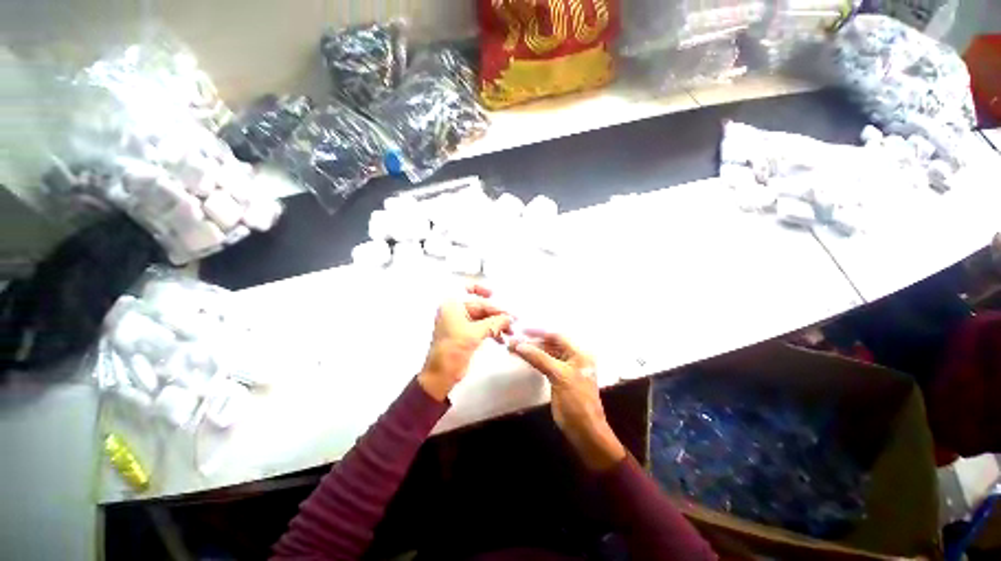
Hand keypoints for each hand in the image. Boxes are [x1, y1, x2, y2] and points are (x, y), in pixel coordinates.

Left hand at [418, 284, 512, 401]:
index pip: (469, 290)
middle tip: (512, 320)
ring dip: (496, 323)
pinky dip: (492, 331)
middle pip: (479, 305)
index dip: (483, 290)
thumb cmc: (453, 349)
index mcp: (452, 305)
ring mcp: (460, 323)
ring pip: (482, 317)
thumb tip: (510, 317)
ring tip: (510, 331)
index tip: (496, 294)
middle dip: (496, 313)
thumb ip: (494, 322)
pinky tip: (502, 339)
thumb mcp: (474, 333)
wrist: (441, 375)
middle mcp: (455, 311)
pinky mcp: (465, 334)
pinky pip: (481, 327)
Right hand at [509, 330, 625, 470]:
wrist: (585, 432)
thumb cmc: (576, 401)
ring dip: (531, 351)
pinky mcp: (559, 379)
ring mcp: (566, 369)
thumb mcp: (559, 376)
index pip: (556, 336)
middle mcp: (573, 357)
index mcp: (578, 353)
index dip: (538, 332)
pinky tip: (523, 358)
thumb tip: (519, 345)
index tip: (521, 331)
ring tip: (513, 349)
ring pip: (546, 354)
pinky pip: (545, 364)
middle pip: (550, 344)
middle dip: (532, 342)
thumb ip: (539, 358)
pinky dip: (534, 360)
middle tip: (513, 341)